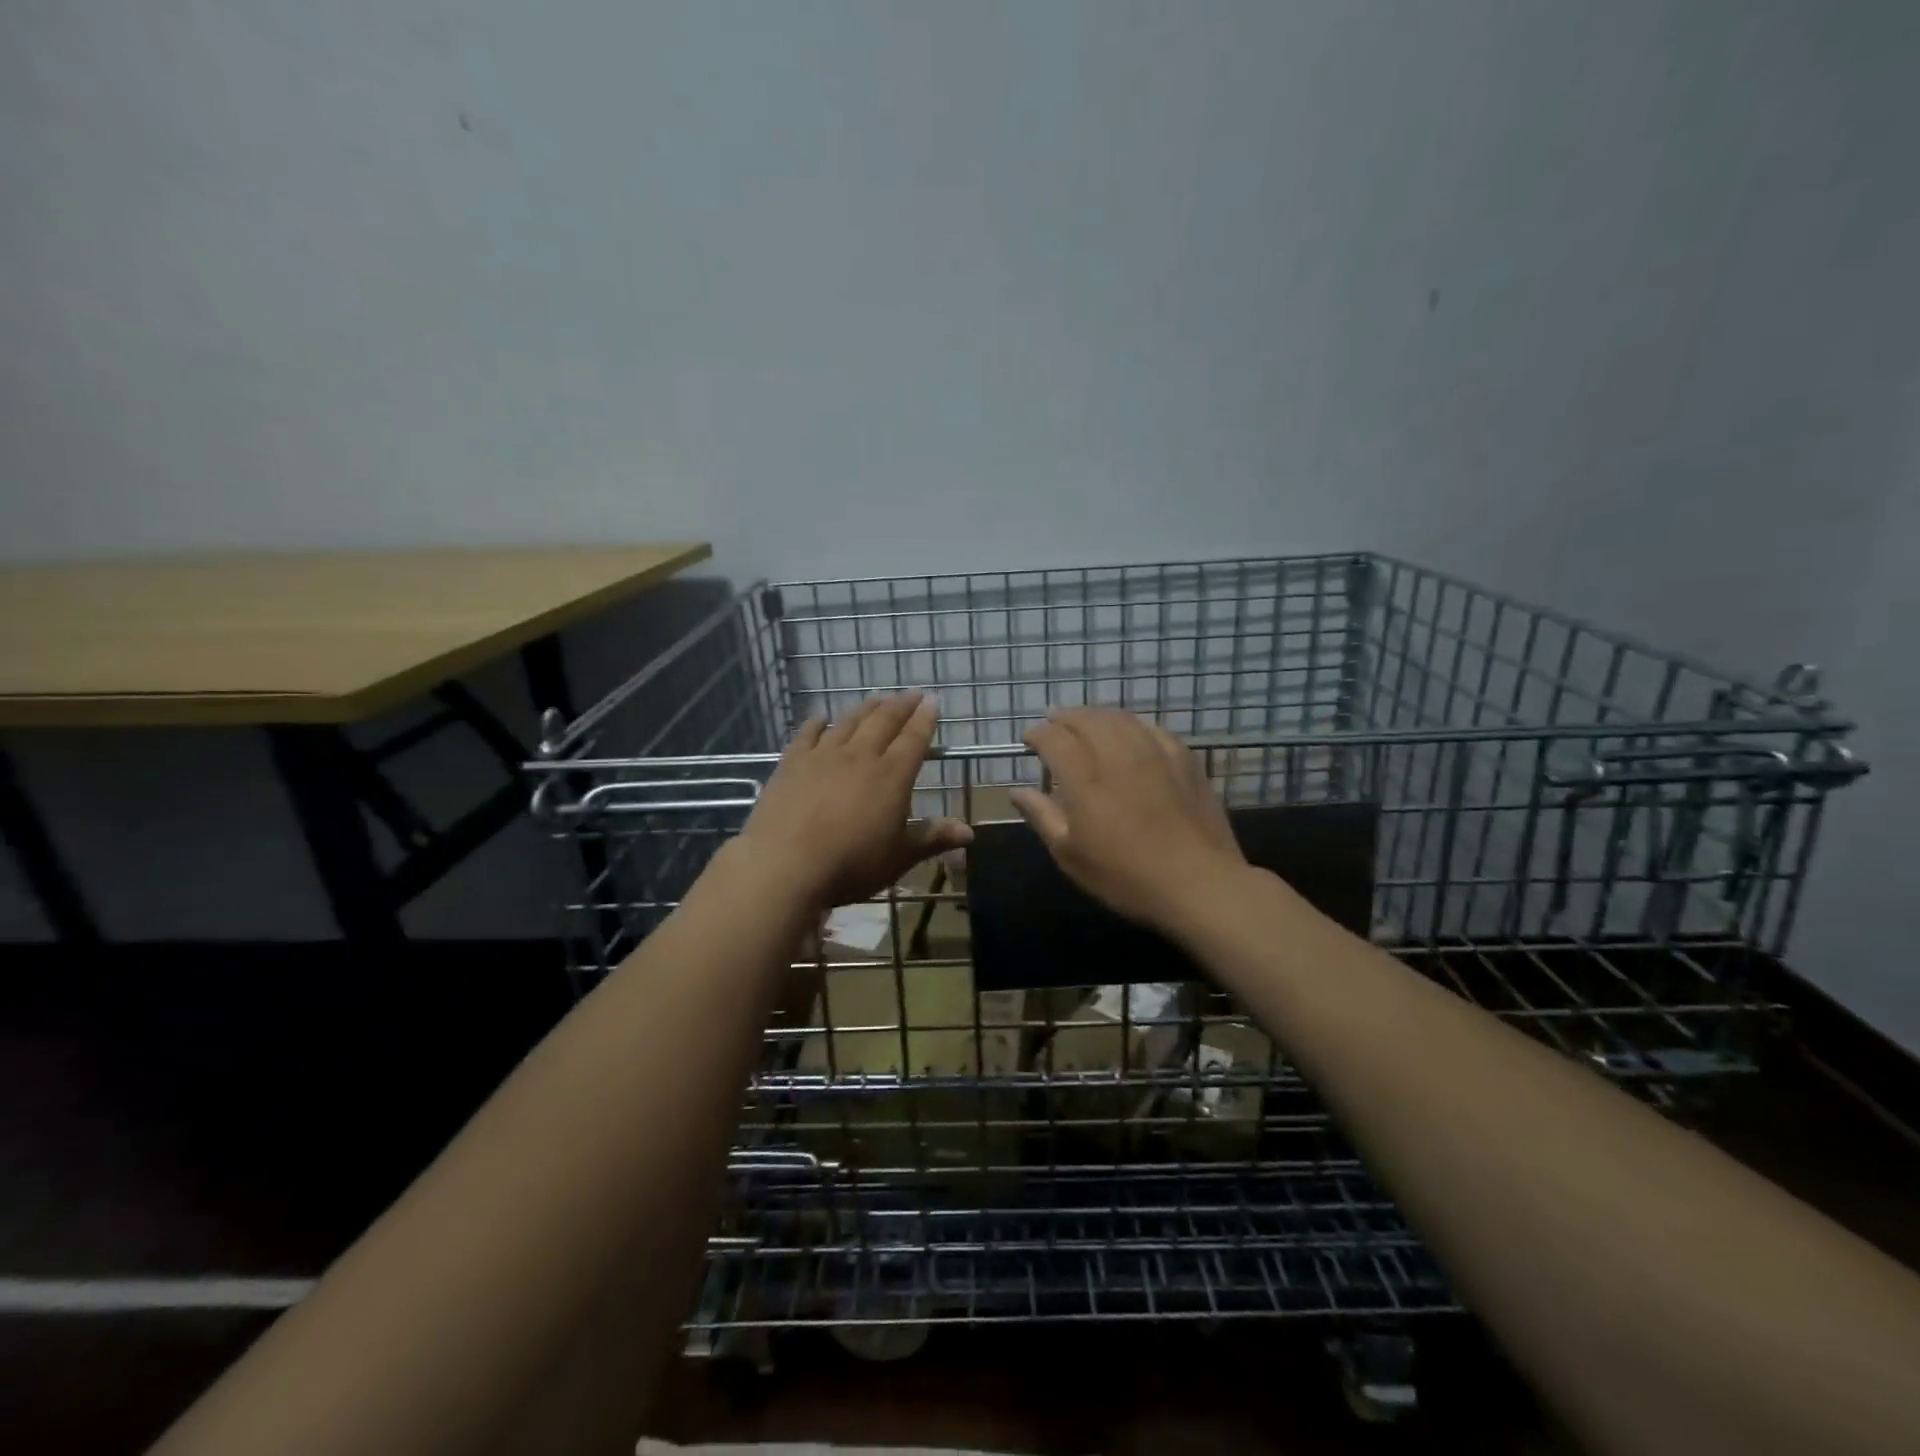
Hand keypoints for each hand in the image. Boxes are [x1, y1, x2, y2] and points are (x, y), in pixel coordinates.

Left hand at [736, 692, 971, 910]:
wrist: (784, 864)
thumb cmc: (850, 864)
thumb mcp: (898, 857)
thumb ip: (932, 838)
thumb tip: (969, 832)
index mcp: (892, 776)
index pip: (914, 739)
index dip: (925, 719)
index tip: (933, 701)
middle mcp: (860, 756)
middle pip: (884, 721)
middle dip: (901, 706)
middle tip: (911, 694)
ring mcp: (823, 755)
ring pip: (849, 722)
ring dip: (866, 708)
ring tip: (876, 698)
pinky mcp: (792, 763)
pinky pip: (807, 734)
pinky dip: (817, 723)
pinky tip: (821, 717)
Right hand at [1009, 707, 1245, 933]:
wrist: (1198, 884)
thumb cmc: (1126, 876)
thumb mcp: (1071, 855)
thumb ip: (1043, 816)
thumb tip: (1017, 791)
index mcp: (1086, 780)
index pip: (1055, 740)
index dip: (1038, 734)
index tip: (1029, 740)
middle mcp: (1118, 756)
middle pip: (1088, 720)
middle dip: (1065, 717)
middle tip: (1054, 722)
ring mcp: (1155, 755)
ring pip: (1121, 718)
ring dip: (1098, 715)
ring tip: (1087, 721)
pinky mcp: (1185, 761)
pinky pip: (1154, 729)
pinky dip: (1134, 724)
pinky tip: (1132, 731)